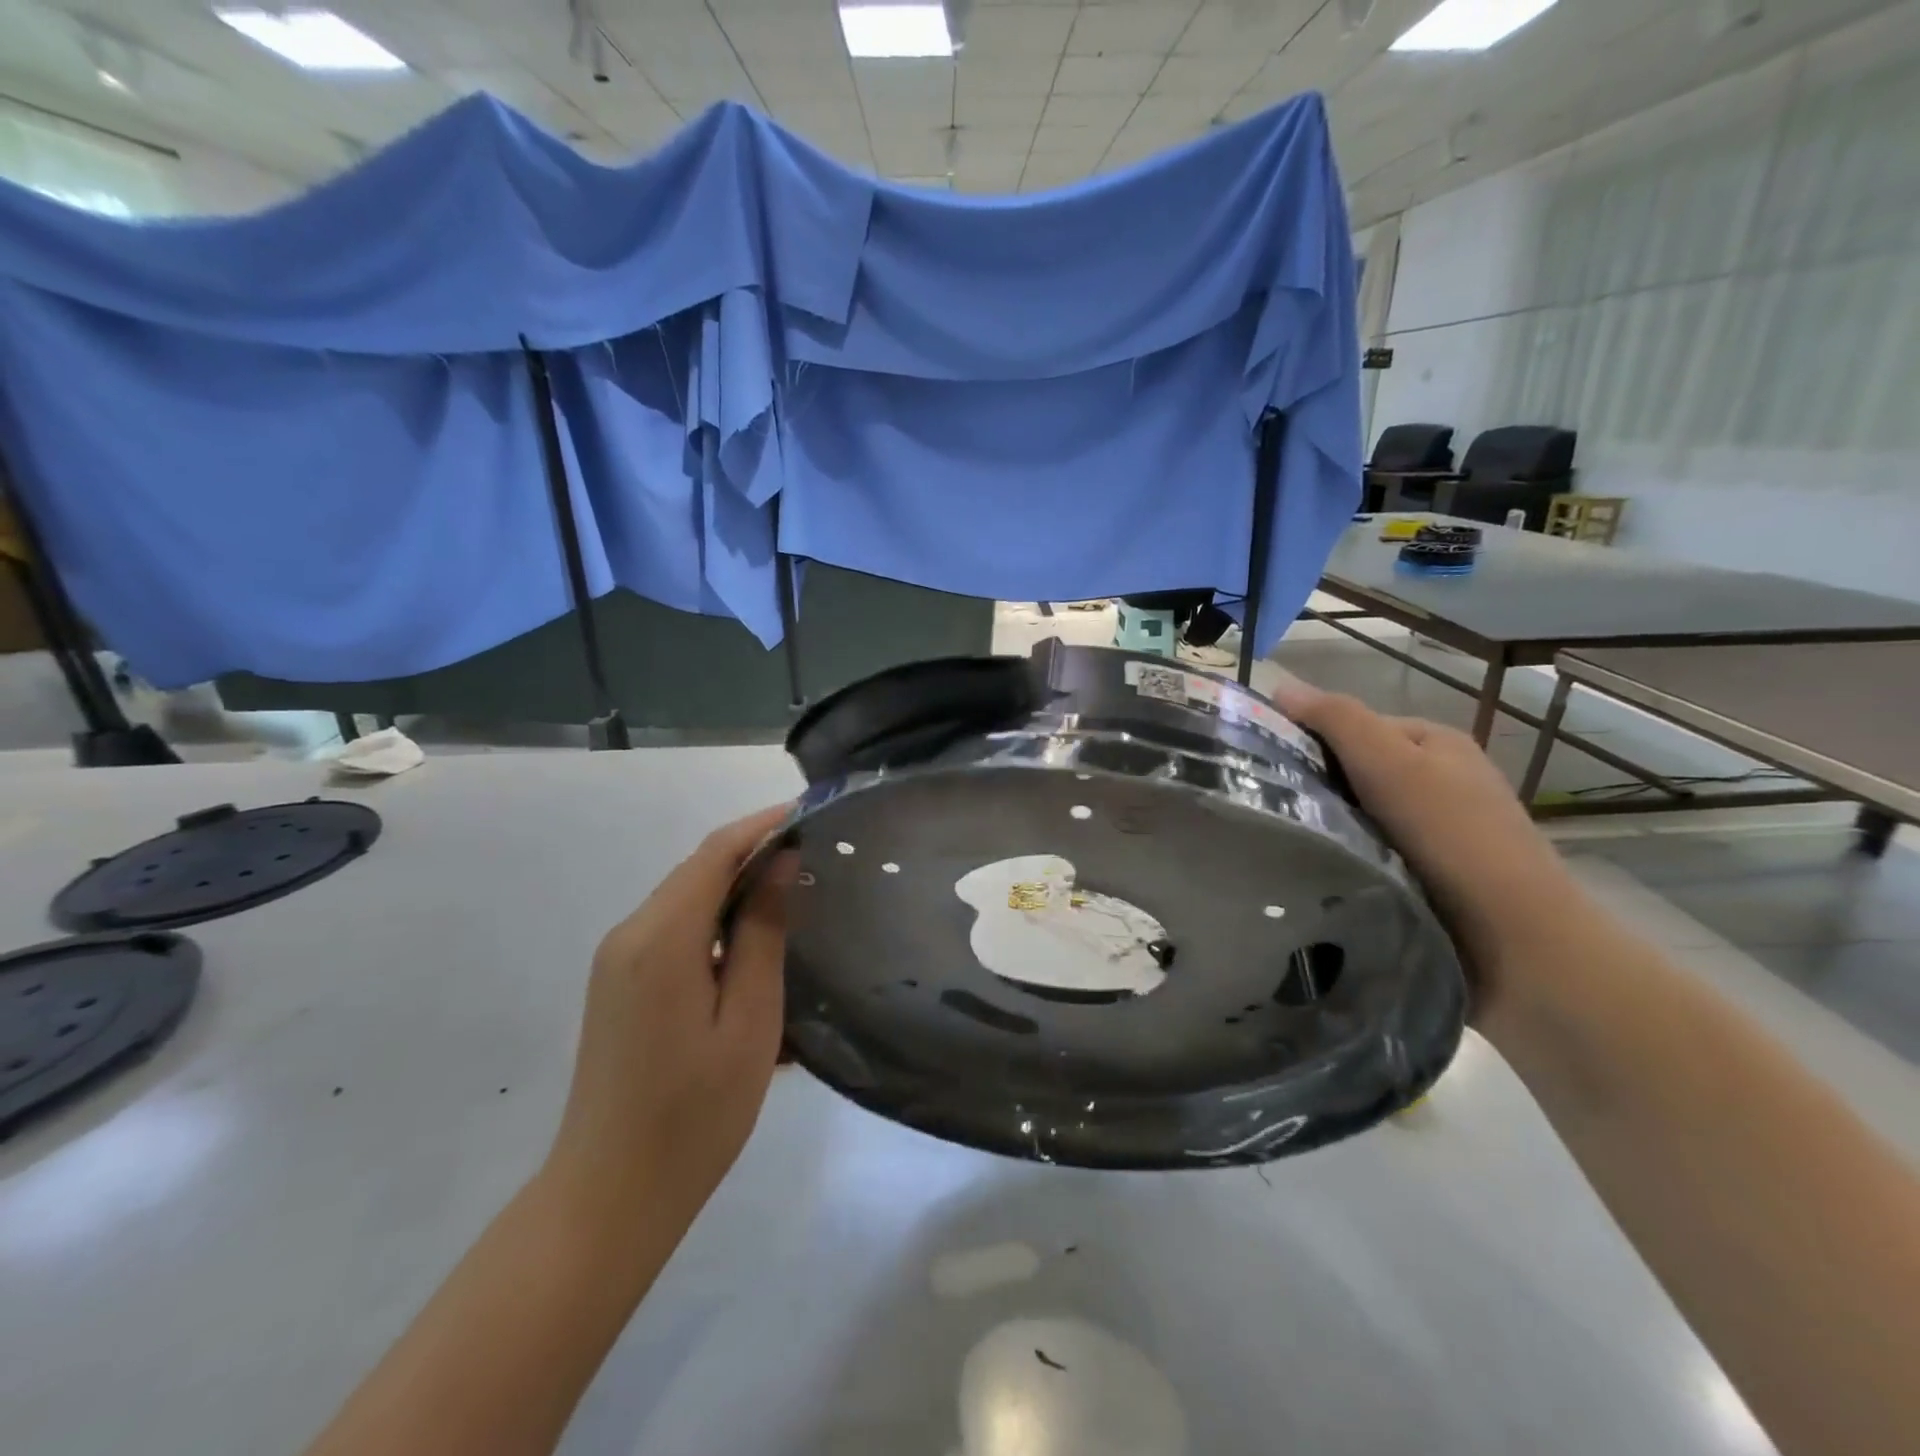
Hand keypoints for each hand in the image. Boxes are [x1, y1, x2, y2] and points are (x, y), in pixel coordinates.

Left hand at [543, 805, 797, 1232]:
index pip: (715, 853)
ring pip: (685, 898)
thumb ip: (762, 932)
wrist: (610, 1195)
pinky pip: (674, 930)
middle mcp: (629, 935)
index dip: (763, 826)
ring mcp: (617, 961)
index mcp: (661, 938)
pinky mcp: (619, 984)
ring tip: (794, 895)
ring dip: (736, 888)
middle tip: (815, 857)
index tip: (811, 813)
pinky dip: (716, 921)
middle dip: (753, 853)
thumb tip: (778, 862)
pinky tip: (753, 946)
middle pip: (697, 870)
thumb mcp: (749, 1019)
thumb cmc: (695, 1113)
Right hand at [1270, 676, 1580, 1023]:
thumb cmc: (1453, 838)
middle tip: (1275, 809)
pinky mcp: (1431, 873)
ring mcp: (1438, 830)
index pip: (1353, 726)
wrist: (1518, 942)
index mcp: (1434, 742)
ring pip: (1361, 814)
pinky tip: (1325, 871)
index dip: (1309, 740)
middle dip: (1317, 787)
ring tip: (1289, 844)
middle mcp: (1439, 779)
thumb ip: (1338, 720)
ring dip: (1330, 826)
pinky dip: (1348, 856)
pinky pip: (1372, 851)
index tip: (1268, 768)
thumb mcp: (1391, 764)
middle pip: (1356, 770)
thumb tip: (1280, 685)